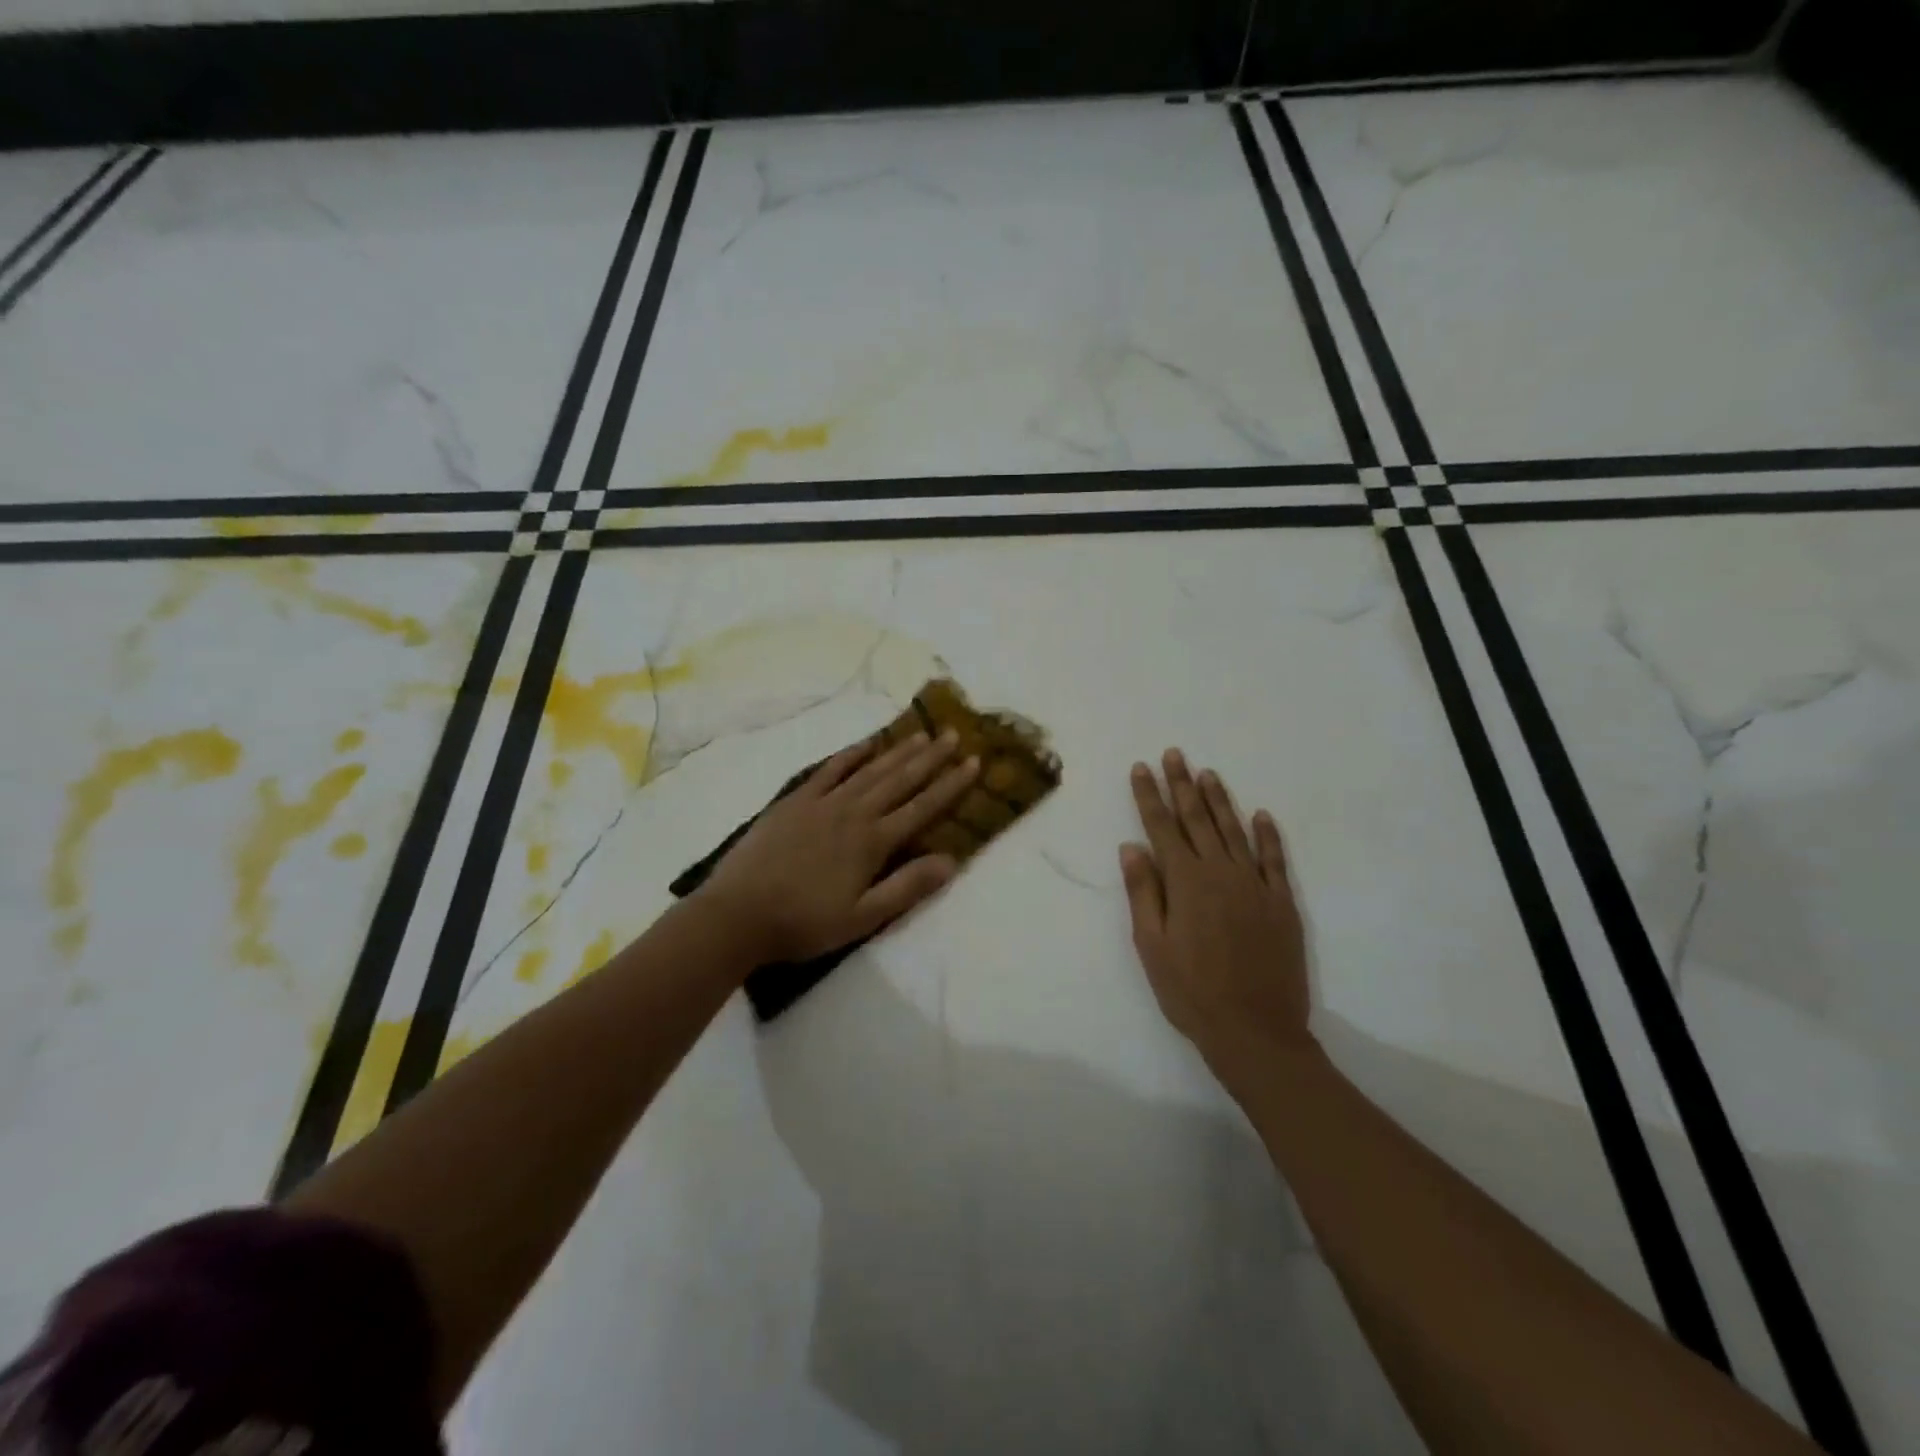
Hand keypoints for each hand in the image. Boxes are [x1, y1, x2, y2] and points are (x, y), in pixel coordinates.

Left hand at [698, 730, 979, 964]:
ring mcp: (822, 803)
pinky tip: (866, 744)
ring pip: (869, 770)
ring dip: (898, 752)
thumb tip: (952, 861)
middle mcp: (853, 813)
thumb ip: (907, 887)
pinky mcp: (794, 801)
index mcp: (872, 842)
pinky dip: (850, 755)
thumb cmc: (804, 923)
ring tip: (922, 734)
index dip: (950, 785)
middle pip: (900, 780)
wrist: (738, 914)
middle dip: (931, 758)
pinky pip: (828, 770)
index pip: (922, 808)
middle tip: (955, 735)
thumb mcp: (863, 918)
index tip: (974, 763)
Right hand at [1121, 749, 1312, 1081]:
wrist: (1255, 1031)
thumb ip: (1143, 892)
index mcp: (1185, 882)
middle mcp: (1220, 873)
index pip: (1162, 827)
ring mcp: (1255, 885)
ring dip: (1219, 800)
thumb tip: (1132, 846)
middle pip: (1197, 819)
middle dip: (1182, 785)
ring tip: (1207, 773)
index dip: (1150, 796)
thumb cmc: (1191, 991)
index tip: (1141, 768)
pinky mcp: (1282, 902)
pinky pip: (1274, 859)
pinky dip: (1267, 834)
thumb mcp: (1151, 946)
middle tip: (1174, 755)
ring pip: (1234, 830)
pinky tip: (1260, 815)